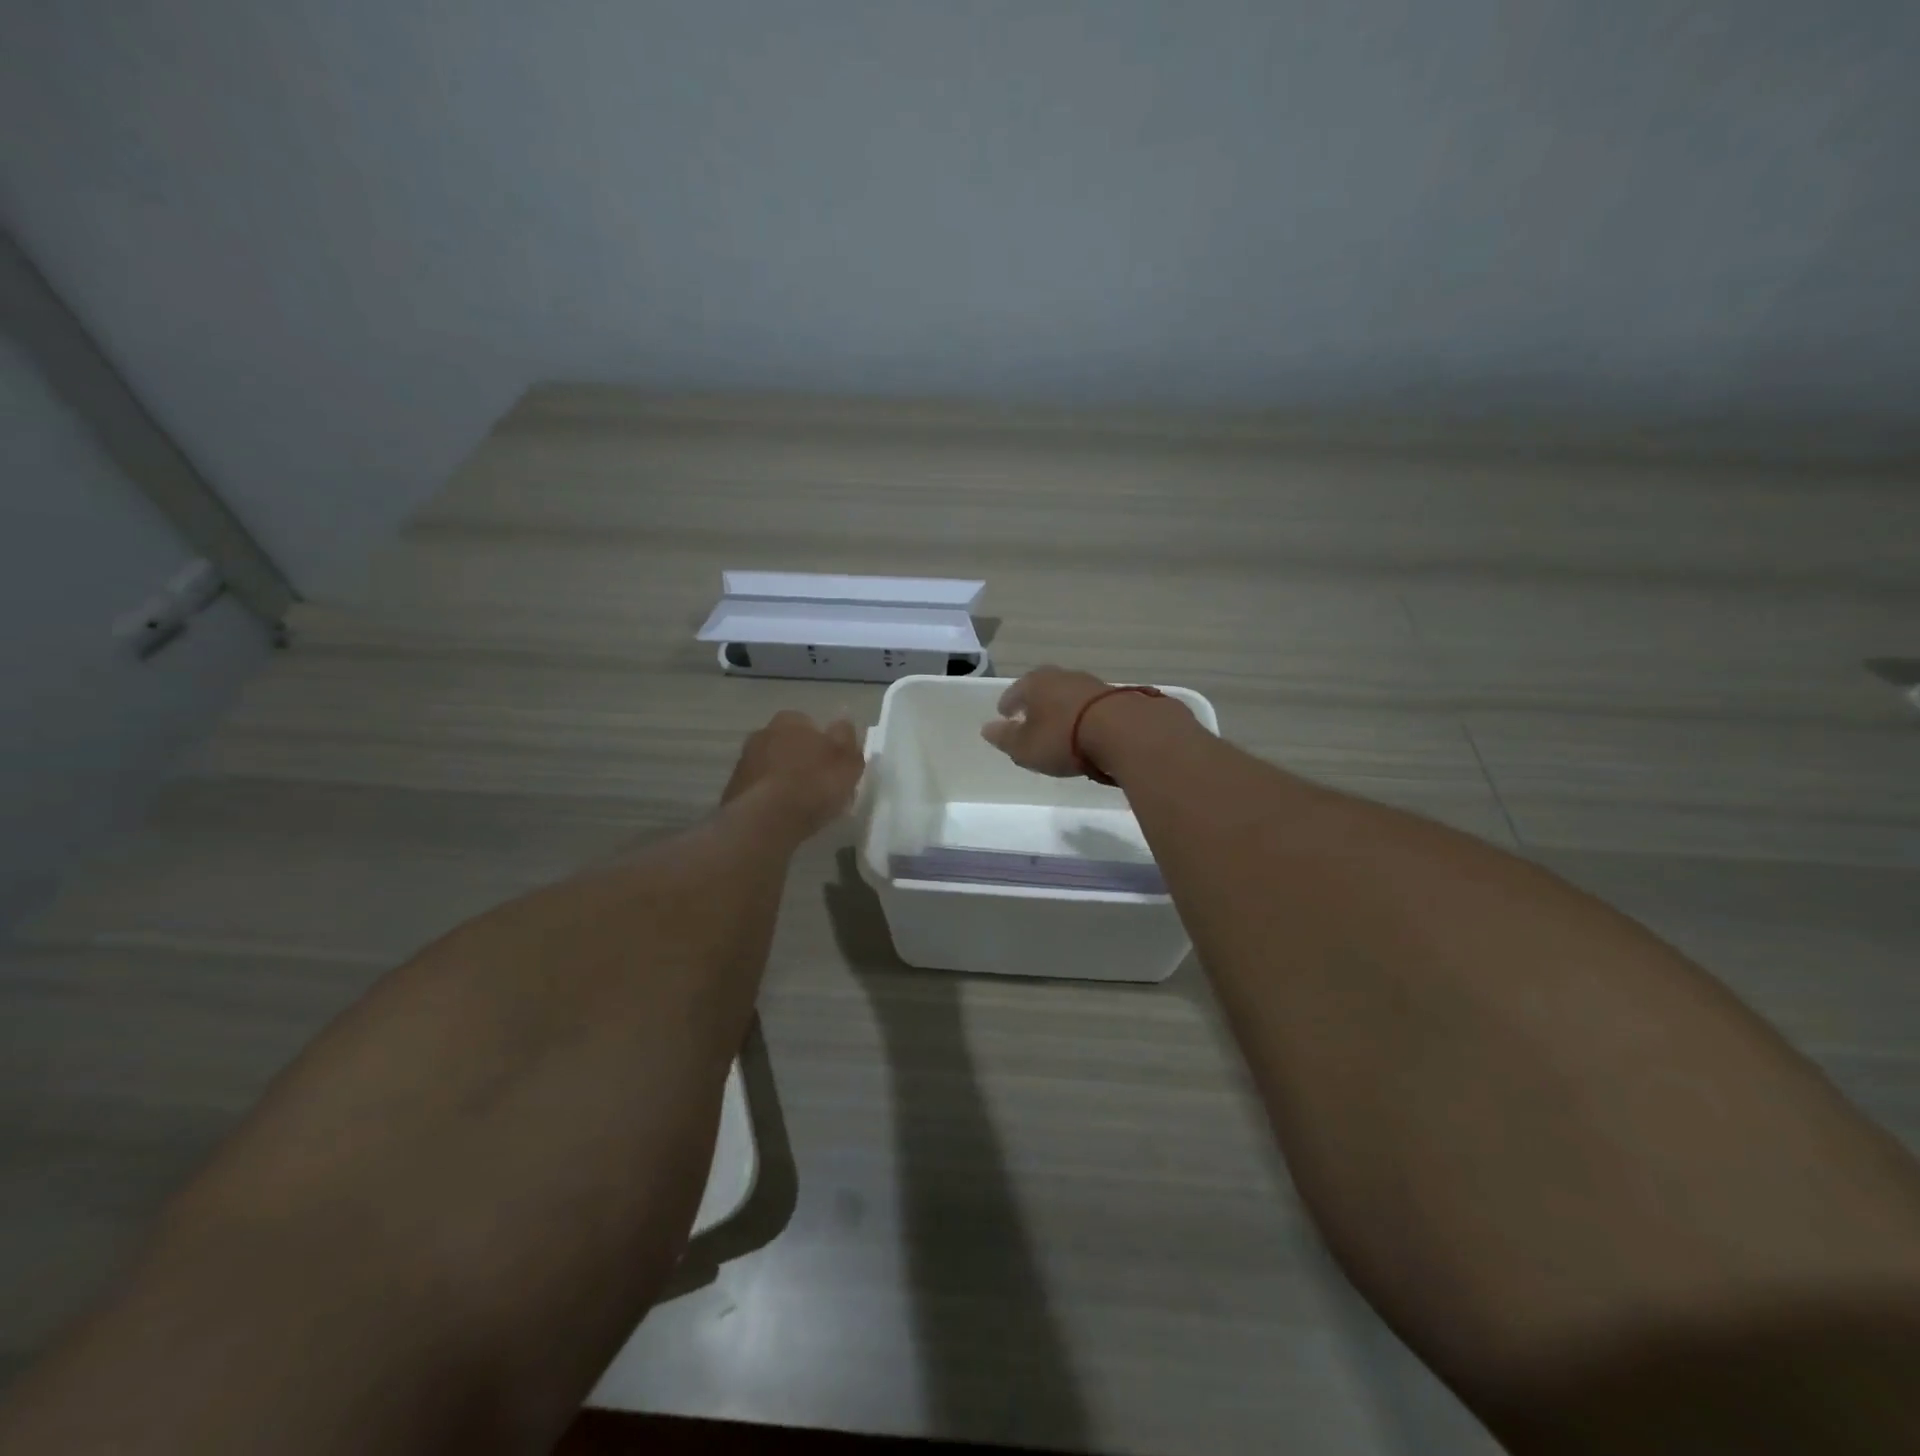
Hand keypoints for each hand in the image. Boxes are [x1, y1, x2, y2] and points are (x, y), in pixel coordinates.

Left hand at [723, 711, 863, 838]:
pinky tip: (783, 815)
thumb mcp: (847, 761)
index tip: (833, 766)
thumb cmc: (814, 784)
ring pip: (772, 766)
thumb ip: (846, 738)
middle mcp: (762, 733)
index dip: (824, 744)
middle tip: (818, 785)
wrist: (766, 820)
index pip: (810, 724)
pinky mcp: (733, 789)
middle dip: (800, 759)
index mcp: (790, 720)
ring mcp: (744, 761)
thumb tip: (843, 723)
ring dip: (783, 779)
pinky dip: (770, 798)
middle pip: (788, 744)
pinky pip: (760, 790)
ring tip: (801, 804)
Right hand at [980, 666, 1192, 778]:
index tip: (1004, 714)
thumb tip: (987, 728)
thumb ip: (1005, 738)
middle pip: (1043, 688)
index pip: (1015, 691)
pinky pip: (1091, 706)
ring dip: (1062, 709)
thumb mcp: (1026, 747)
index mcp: (1035, 683)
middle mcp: (1062, 676)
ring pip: (1069, 695)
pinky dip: (1084, 716)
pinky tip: (1086, 730)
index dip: (1008, 704)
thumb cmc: (1063, 738)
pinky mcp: (1117, 697)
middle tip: (1030, 717)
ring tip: (1059, 726)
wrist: (1123, 732)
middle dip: (1035, 702)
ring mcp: (1092, 684)